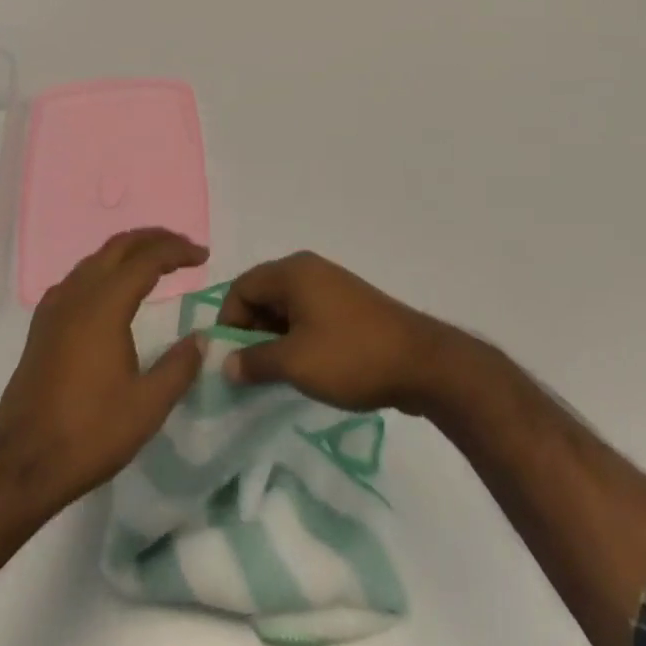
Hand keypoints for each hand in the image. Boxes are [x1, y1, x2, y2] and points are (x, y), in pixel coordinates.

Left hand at [0, 229, 205, 518]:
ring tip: (154, 264)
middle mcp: (77, 294)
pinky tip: (112, 291)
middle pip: (119, 246)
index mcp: (104, 305)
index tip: (203, 256)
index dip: (178, 251)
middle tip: (183, 249)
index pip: (147, 259)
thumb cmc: (89, 434)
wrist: (21, 465)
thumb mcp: (147, 407)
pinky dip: (104, 270)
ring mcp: (55, 308)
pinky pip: (78, 278)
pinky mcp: (42, 325)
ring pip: (96, 259)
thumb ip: (179, 367)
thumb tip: (201, 339)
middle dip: (154, 239)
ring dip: (128, 253)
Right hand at [218, 251, 456, 413]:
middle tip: (248, 371)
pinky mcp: (347, 306)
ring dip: (273, 338)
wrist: (419, 362)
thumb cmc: (350, 356)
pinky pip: (307, 315)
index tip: (228, 360)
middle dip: (250, 331)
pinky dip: (296, 338)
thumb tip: (226, 364)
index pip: (242, 287)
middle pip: (263, 294)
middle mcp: (309, 270)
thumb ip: (254, 361)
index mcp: (292, 272)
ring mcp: (331, 286)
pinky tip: (302, 369)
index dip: (228, 321)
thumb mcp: (295, 363)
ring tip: (273, 375)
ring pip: (285, 307)